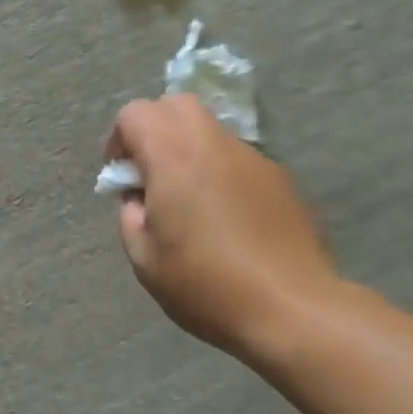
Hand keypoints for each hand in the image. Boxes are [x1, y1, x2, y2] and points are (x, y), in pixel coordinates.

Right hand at [106, 96, 342, 358]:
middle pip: (176, 104)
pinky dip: (221, 170)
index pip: (134, 113)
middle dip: (155, 128)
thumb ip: (131, 215)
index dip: (119, 139)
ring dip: (190, 148)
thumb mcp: (144, 258)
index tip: (122, 176)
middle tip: (153, 172)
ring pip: (210, 129)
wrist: (293, 309)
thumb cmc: (206, 283)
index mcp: (172, 154)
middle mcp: (212, 143)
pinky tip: (227, 216)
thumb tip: (140, 198)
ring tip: (191, 197)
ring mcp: (251, 156)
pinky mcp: (279, 177)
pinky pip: (237, 158)